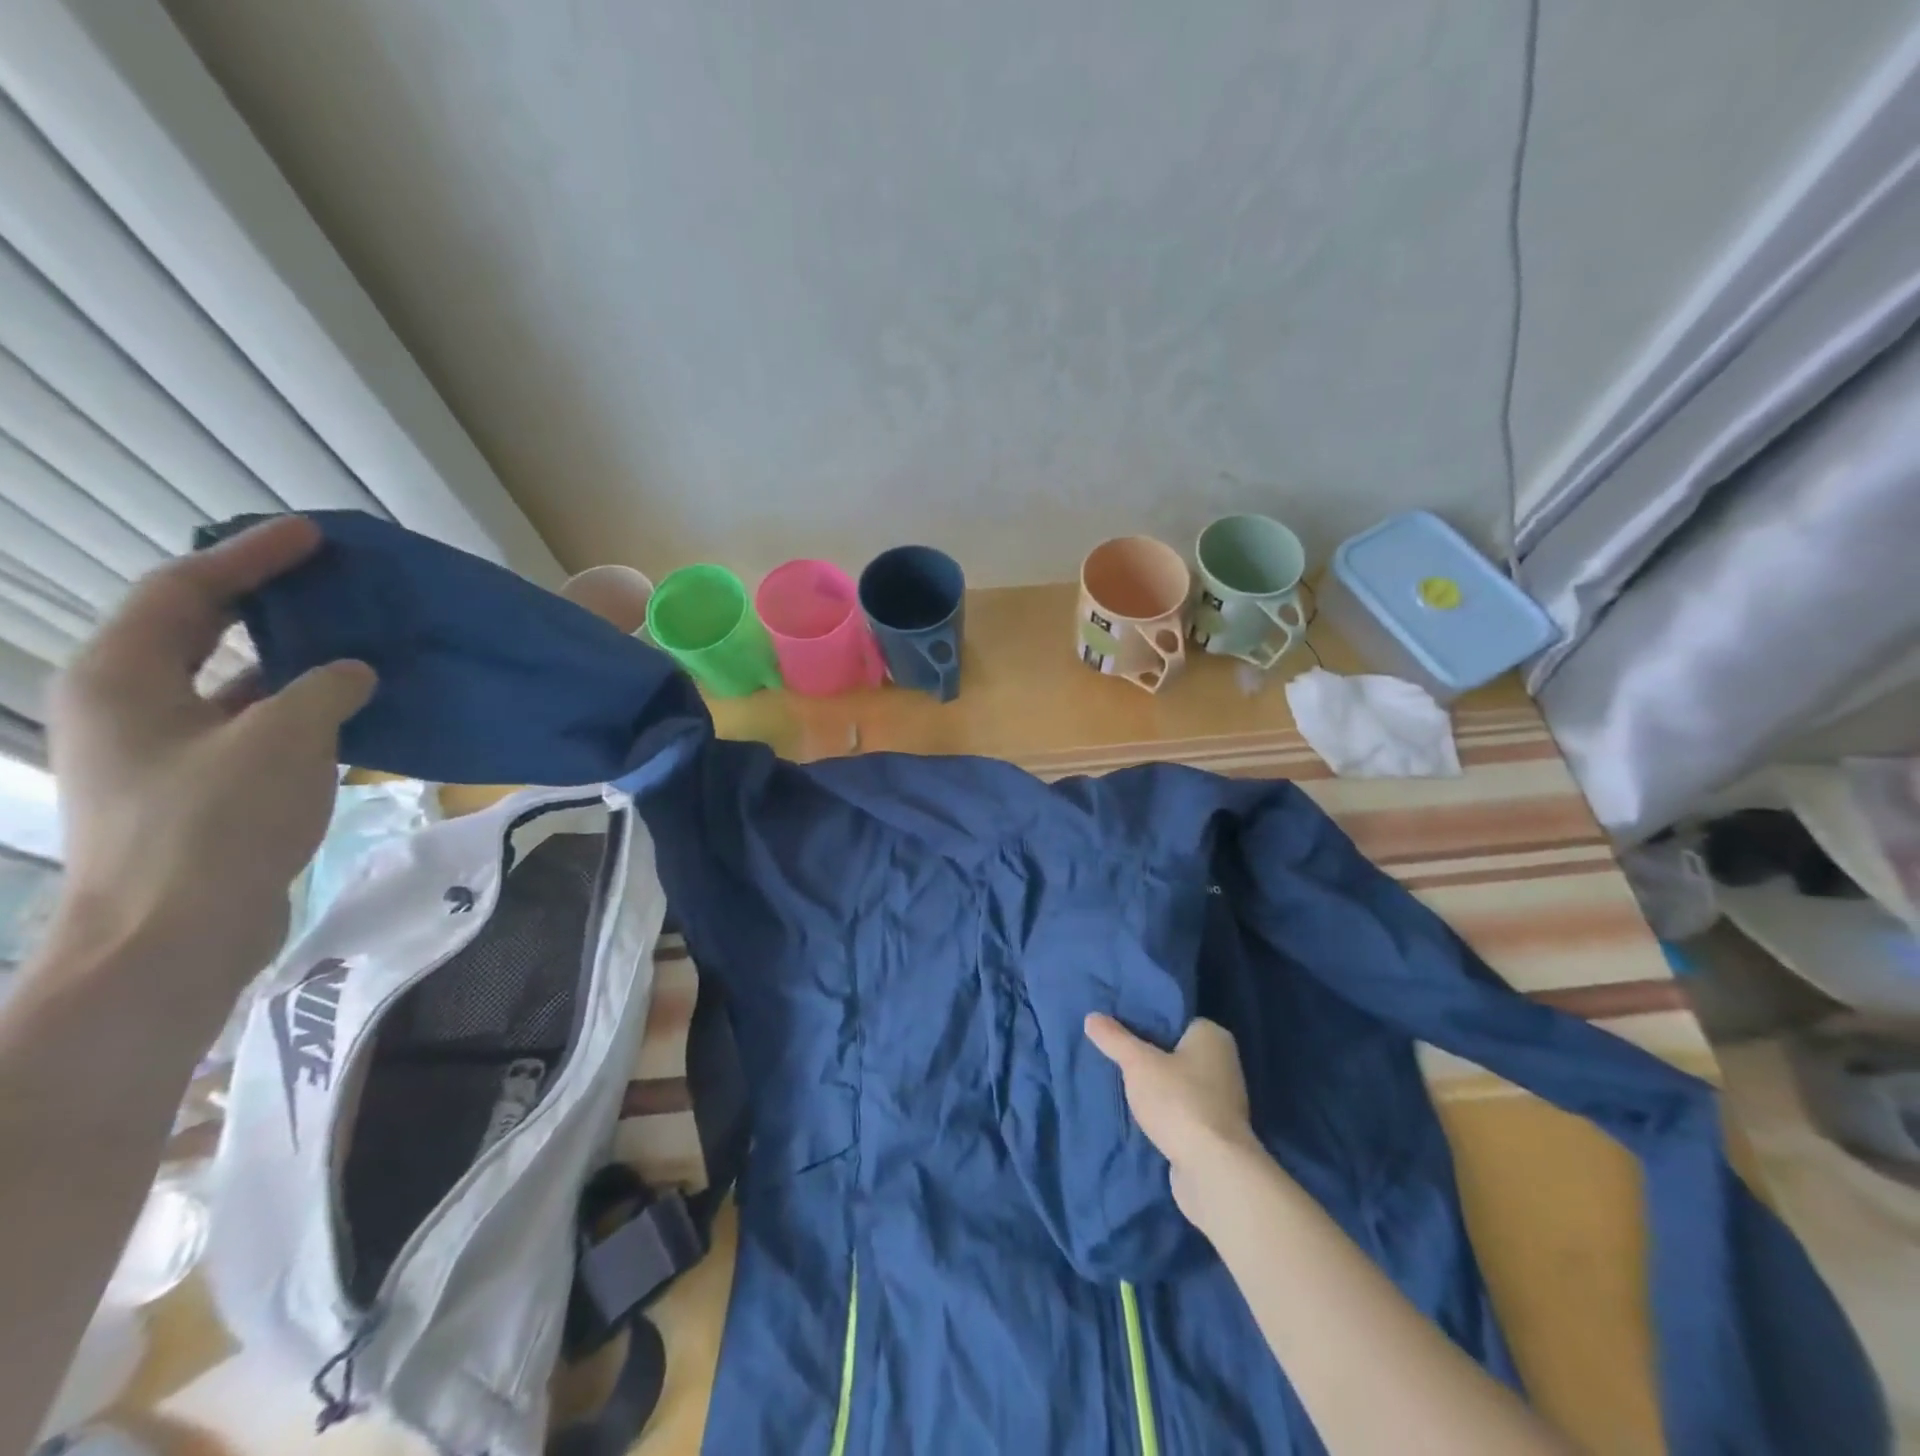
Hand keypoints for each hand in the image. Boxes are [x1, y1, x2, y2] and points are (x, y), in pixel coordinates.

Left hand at [49, 517, 374, 999]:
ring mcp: (157, 750)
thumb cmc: (216, 823)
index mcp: (123, 676)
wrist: (171, 936)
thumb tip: (353, 670)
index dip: (253, 556)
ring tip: (349, 641)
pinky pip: (246, 726)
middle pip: (196, 630)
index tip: (313, 535)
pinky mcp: (191, 788)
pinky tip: (345, 711)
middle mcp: (127, 704)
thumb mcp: (285, 740)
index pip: (188, 590)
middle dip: (262, 601)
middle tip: (329, 582)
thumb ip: (325, 689)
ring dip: (286, 660)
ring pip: (225, 682)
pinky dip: (293, 709)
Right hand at [1084, 1013, 1256, 1220]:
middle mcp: (1224, 1063)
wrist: (1213, 1171)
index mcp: (1213, 1036)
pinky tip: (1140, 1115)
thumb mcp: (1138, 1064)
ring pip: (1178, 1083)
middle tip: (1115, 1055)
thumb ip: (1115, 1039)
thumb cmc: (1179, 1101)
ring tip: (1122, 1085)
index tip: (1118, 1027)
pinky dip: (1165, 1112)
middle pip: (1175, 1051)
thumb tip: (1092, 1017)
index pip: (1175, 1019)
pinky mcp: (1216, 1132)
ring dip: (1156, 1088)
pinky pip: (1182, 1110)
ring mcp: (1223, 1101)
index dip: (1146, 1021)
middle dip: (1148, 1057)